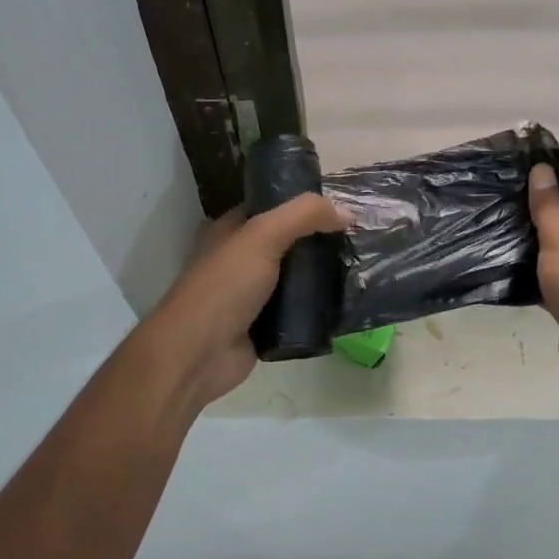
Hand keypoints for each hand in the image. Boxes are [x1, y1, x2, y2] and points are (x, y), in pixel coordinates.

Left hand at [141, 193, 345, 410]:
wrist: (198, 354)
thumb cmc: (224, 286)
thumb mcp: (262, 236)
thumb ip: (304, 216)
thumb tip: (348, 212)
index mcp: (231, 230)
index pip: (274, 206)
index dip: (306, 203)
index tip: (345, 205)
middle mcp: (241, 258)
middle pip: (290, 242)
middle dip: (321, 239)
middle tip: (360, 237)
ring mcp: (253, 294)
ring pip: (297, 277)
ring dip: (324, 274)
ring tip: (361, 266)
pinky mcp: (265, 325)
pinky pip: (299, 310)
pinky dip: (319, 307)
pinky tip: (347, 300)